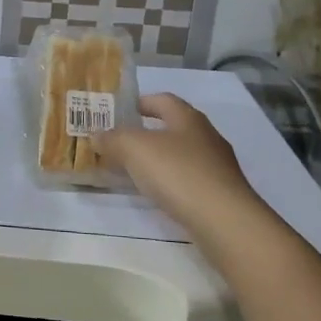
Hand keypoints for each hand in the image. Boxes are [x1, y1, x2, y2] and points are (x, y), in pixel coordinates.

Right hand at [95, 92, 257, 233]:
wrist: (224, 221)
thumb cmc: (178, 173)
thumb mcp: (134, 148)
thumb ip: (112, 138)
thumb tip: (96, 134)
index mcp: (188, 118)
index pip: (162, 99)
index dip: (139, 102)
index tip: (118, 112)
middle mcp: (206, 136)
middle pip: (171, 127)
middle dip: (144, 133)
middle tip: (117, 143)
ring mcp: (216, 166)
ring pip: (179, 155)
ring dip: (156, 159)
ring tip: (131, 171)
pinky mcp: (219, 193)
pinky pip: (187, 179)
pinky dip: (169, 182)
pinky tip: (155, 194)